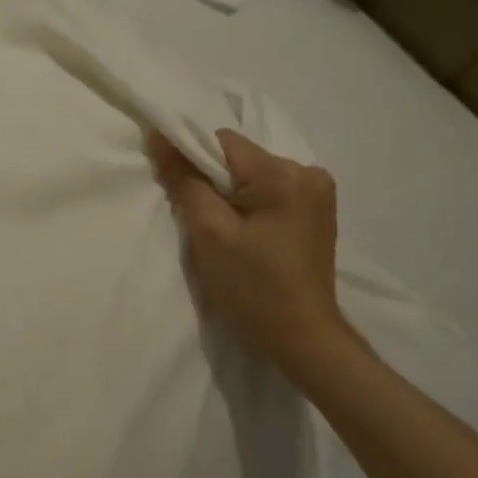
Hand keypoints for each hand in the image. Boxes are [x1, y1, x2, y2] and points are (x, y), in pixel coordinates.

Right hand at [150, 129, 354, 375]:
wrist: (301, 339)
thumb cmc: (252, 288)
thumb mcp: (209, 233)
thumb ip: (185, 181)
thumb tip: (160, 139)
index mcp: (285, 175)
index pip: (222, 142)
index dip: (189, 155)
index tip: (168, 179)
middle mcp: (309, 173)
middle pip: (239, 158)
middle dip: (210, 178)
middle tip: (193, 214)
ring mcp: (317, 193)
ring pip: (252, 175)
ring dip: (227, 192)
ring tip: (217, 227)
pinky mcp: (315, 212)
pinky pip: (268, 191)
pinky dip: (246, 203)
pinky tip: (240, 231)